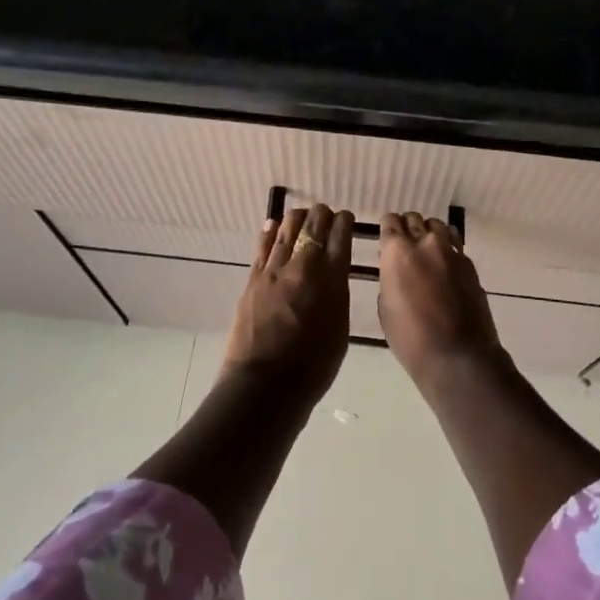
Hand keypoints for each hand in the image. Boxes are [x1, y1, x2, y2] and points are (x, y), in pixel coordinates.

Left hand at [221, 204, 353, 402]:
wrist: (265, 385)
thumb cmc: (313, 366)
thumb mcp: (340, 328)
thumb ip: (337, 294)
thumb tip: (332, 276)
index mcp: (332, 277)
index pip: (341, 235)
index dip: (345, 222)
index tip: (346, 219)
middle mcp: (304, 264)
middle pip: (314, 224)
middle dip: (323, 215)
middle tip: (326, 216)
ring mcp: (275, 269)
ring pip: (287, 228)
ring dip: (297, 218)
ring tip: (302, 217)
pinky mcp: (253, 278)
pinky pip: (263, 246)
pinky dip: (270, 232)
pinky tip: (273, 225)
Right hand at [376, 212, 502, 392]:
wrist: (457, 356)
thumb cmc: (411, 338)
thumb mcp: (386, 308)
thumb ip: (390, 279)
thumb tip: (397, 272)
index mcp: (397, 252)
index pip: (390, 222)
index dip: (388, 227)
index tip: (388, 237)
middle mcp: (424, 243)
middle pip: (414, 219)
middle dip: (408, 228)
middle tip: (407, 245)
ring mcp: (450, 251)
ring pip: (437, 226)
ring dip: (430, 233)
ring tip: (428, 250)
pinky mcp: (469, 264)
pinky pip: (455, 245)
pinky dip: (447, 249)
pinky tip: (445, 266)